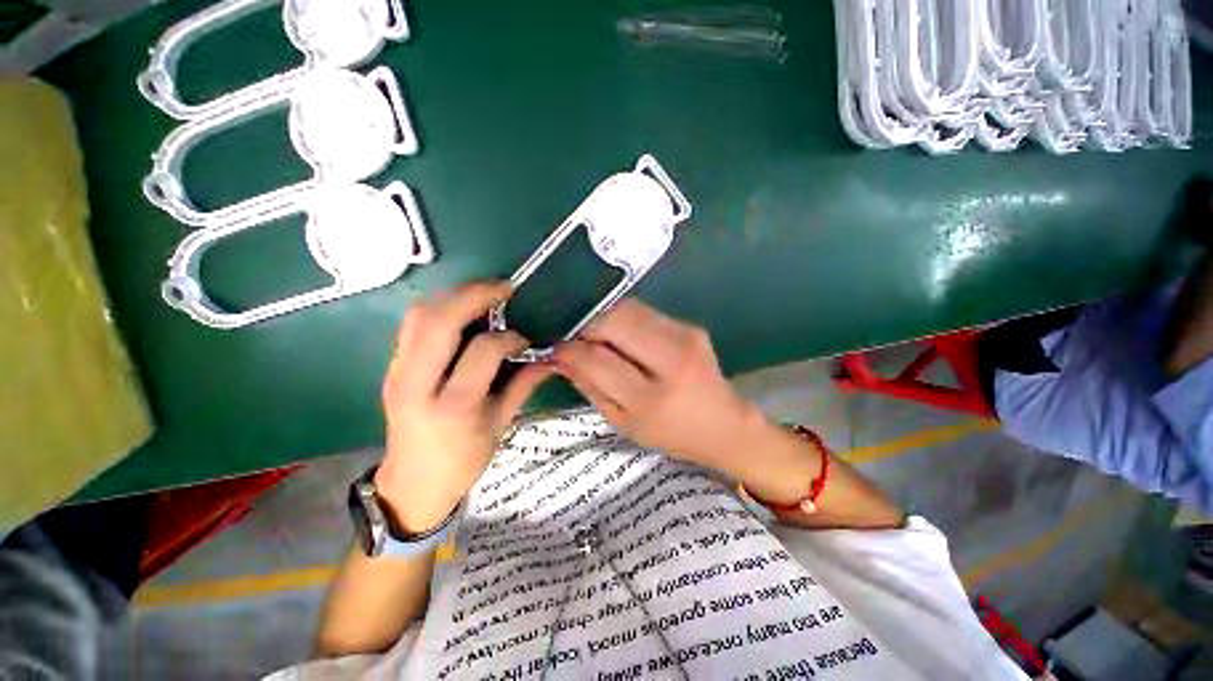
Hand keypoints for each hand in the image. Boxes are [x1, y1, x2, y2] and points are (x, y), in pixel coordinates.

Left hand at [376, 282, 551, 532]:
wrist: (411, 484)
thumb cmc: (462, 461)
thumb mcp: (499, 425)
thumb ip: (524, 386)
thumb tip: (550, 358)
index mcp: (452, 406)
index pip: (482, 352)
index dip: (509, 338)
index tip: (525, 338)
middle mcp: (417, 384)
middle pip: (439, 321)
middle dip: (475, 295)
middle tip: (505, 288)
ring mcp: (397, 372)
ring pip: (419, 315)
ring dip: (454, 295)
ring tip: (485, 292)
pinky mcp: (391, 367)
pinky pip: (412, 323)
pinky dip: (439, 306)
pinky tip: (462, 308)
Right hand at [552, 299, 782, 481]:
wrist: (726, 423)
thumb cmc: (672, 433)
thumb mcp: (625, 423)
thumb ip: (591, 387)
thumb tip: (561, 358)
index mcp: (652, 399)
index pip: (598, 360)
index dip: (570, 349)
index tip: (554, 346)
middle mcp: (671, 361)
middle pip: (615, 321)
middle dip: (586, 324)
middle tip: (574, 336)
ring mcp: (685, 337)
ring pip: (629, 309)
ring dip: (604, 318)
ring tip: (594, 334)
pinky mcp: (691, 326)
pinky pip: (645, 312)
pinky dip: (624, 318)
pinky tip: (620, 334)